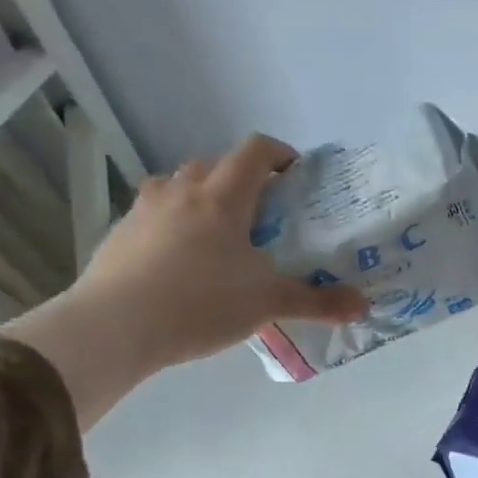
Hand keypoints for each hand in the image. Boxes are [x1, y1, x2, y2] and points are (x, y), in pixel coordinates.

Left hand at [3, 134, 364, 427]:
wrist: (115, 326)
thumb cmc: (201, 303)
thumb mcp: (269, 304)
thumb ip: (318, 302)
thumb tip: (363, 305)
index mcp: (222, 198)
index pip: (254, 152)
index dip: (279, 154)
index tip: (297, 172)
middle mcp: (181, 191)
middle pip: (214, 163)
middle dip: (243, 178)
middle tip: (265, 210)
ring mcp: (145, 210)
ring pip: (179, 184)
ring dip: (204, 195)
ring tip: (223, 232)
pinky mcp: (121, 233)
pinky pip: (156, 213)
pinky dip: (176, 222)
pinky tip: (186, 260)